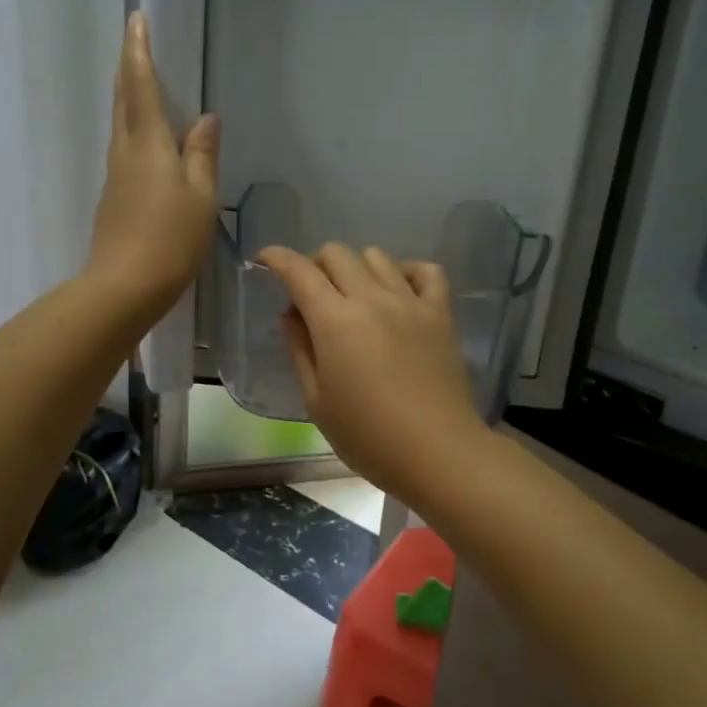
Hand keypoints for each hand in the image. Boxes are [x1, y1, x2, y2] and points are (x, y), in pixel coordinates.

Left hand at [87, 11, 219, 320]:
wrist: (125, 286)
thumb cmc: (171, 238)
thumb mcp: (201, 195)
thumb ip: (203, 154)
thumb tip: (206, 118)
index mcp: (148, 143)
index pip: (141, 86)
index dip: (139, 52)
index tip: (135, 20)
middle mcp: (125, 152)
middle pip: (123, 101)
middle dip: (129, 68)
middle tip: (136, 43)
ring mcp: (116, 176)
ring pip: (121, 125)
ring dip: (129, 98)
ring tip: (144, 83)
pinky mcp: (114, 198)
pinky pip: (125, 150)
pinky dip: (135, 130)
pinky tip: (149, 141)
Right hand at [255, 243, 491, 507]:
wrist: (438, 452)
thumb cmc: (368, 437)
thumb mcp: (317, 401)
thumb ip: (300, 350)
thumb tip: (292, 314)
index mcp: (335, 321)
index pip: (299, 271)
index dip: (277, 258)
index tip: (265, 259)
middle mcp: (372, 299)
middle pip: (337, 253)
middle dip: (315, 264)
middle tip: (312, 294)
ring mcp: (410, 302)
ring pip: (377, 256)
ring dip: (357, 267)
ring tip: (355, 296)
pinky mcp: (441, 314)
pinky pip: (427, 271)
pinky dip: (407, 271)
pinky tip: (399, 292)